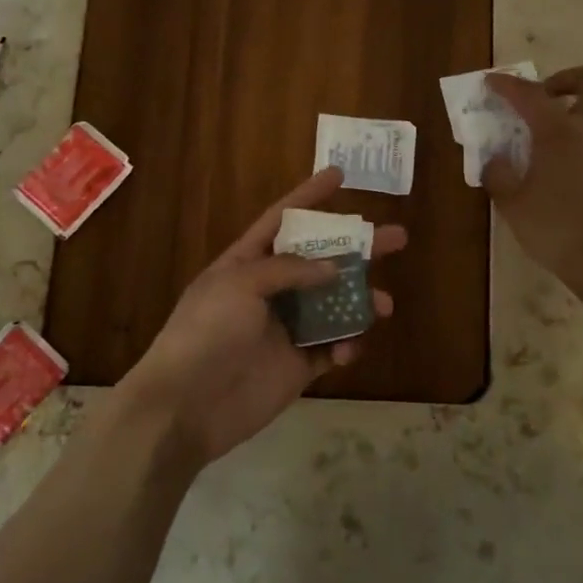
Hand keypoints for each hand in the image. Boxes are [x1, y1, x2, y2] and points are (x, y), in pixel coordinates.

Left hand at [115, 167, 404, 466]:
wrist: (186, 407)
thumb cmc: (206, 332)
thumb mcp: (240, 284)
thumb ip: (289, 269)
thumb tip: (334, 268)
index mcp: (247, 262)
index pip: (282, 219)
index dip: (309, 196)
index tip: (339, 175)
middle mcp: (270, 291)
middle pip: (321, 261)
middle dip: (357, 248)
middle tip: (396, 237)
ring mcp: (285, 329)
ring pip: (334, 305)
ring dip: (360, 301)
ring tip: (384, 304)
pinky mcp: (298, 366)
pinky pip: (331, 348)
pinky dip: (346, 345)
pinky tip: (349, 349)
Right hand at [483, 65, 582, 293]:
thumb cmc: (557, 231)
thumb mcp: (513, 206)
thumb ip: (498, 176)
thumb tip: (495, 160)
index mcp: (559, 132)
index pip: (530, 95)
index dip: (508, 85)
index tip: (493, 82)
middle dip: (568, 78)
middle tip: (549, 96)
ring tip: (578, 118)